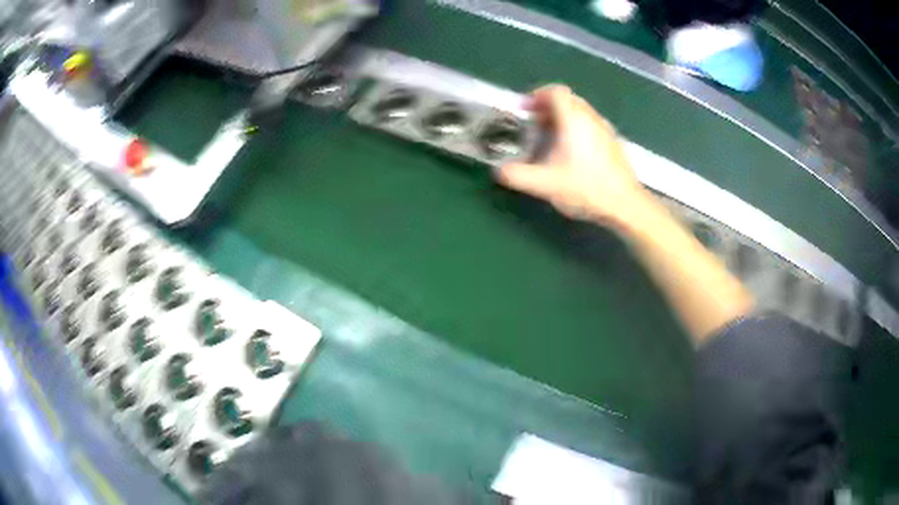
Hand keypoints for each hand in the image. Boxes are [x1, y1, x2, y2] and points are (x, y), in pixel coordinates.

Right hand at [496, 85, 648, 229]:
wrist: (626, 205)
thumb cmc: (585, 188)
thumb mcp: (545, 184)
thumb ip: (517, 175)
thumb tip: (498, 171)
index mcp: (573, 119)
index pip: (555, 91)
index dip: (537, 95)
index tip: (526, 110)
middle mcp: (591, 117)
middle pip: (568, 99)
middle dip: (548, 108)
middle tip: (535, 126)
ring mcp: (605, 129)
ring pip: (581, 112)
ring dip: (564, 119)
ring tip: (552, 141)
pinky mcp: (614, 143)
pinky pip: (591, 125)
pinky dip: (578, 130)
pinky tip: (573, 155)